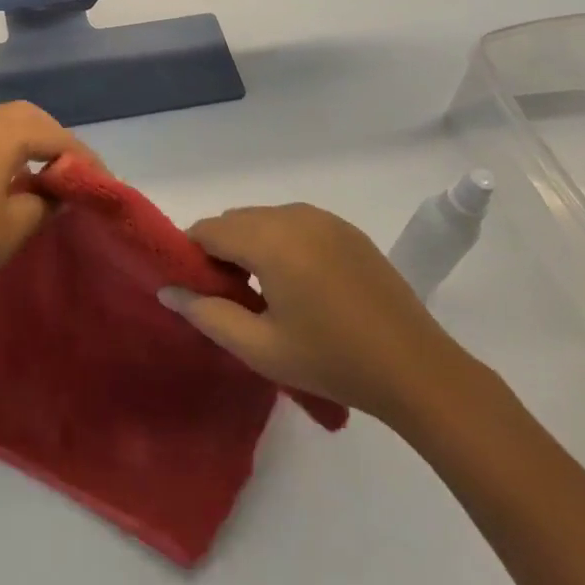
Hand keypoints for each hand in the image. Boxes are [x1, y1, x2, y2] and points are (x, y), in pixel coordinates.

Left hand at [0, 102, 90, 321]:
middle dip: (49, 135)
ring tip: (29, 166)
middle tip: (66, 165)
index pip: (52, 134)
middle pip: (21, 115)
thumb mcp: (15, 226)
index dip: (79, 153)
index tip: (99, 176)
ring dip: (16, 135)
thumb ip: (45, 200)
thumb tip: (56, 190)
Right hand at [160, 203, 468, 422]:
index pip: (208, 230)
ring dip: (251, 244)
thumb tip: (167, 291)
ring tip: (265, 294)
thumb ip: (208, 315)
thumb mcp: (261, 349)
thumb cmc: (332, 361)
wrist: (417, 369)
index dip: (193, 257)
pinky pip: (293, 223)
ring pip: (263, 218)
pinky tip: (300, 284)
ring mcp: (322, 218)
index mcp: (269, 240)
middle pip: (234, 220)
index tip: (198, 292)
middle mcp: (292, 216)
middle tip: (231, 299)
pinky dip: (281, 242)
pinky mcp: (344, 228)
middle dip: (221, 250)